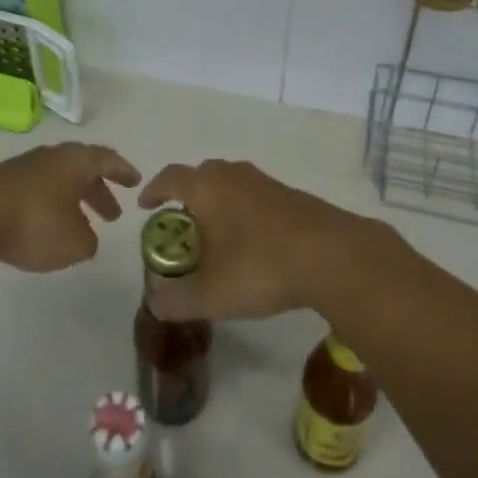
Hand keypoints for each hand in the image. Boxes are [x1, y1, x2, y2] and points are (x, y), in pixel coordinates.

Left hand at [0, 142, 140, 273]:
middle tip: (112, 214)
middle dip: (98, 191)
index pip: (107, 159)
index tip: (134, 182)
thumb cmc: (35, 223)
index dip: (123, 171)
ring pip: (56, 181)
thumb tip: (85, 236)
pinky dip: (47, 207)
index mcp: (75, 162)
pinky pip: (34, 192)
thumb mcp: (74, 243)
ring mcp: (22, 168)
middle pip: (81, 169)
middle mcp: (51, 158)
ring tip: (79, 227)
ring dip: (72, 201)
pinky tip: (44, 229)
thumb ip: (88, 241)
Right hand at [135, 160, 363, 321]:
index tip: (146, 206)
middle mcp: (233, 175)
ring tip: (216, 236)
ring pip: (231, 183)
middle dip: (187, 196)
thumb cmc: (260, 266)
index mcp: (206, 187)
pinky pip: (254, 195)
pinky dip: (244, 211)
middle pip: (201, 175)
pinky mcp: (290, 194)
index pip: (170, 177)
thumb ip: (176, 300)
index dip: (154, 190)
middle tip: (182, 226)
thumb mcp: (210, 295)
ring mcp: (264, 182)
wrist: (331, 254)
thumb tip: (155, 303)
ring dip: (218, 203)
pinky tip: (252, 242)